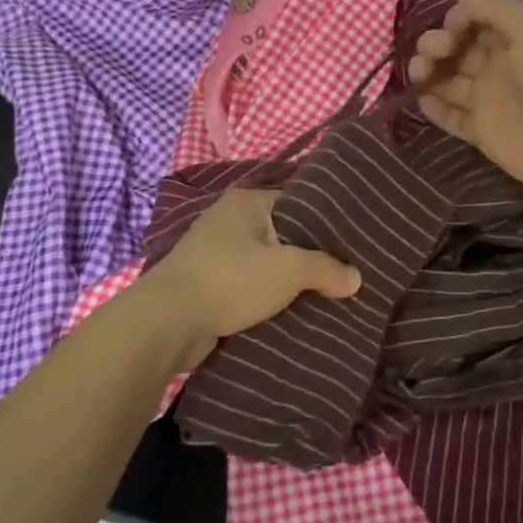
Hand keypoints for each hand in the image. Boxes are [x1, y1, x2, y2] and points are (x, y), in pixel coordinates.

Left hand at [135, 189, 361, 370]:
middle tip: (347, 272)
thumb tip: (355, 278)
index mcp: (248, 201)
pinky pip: (249, 284)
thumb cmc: (230, 280)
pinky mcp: (208, 281)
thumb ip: (326, 269)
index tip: (354, 243)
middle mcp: (230, 218)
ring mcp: (215, 251)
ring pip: (267, 261)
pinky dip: (267, 296)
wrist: (166, 322)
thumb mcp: (288, 270)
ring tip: (327, 294)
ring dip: (288, 279)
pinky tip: (292, 311)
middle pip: (284, 234)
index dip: (327, 222)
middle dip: (311, 255)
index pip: (300, 202)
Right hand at [409, 0, 522, 208]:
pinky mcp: (482, 133)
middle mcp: (500, 69)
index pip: (476, 22)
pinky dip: (434, 108)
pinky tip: (419, 97)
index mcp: (516, 41)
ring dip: (429, 72)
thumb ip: (496, 11)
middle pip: (458, 51)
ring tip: (417, 72)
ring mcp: (490, 102)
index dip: (458, 20)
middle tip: (434, 51)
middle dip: (437, 44)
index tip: (451, 26)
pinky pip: (452, 117)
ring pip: (449, 82)